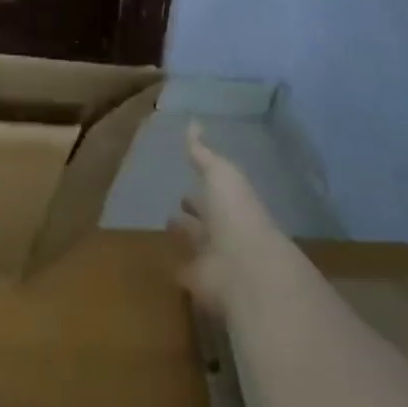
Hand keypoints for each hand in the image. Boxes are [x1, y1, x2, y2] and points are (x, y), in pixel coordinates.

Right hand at [171, 123, 289, 312]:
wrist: (244, 267)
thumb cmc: (235, 212)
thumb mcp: (220, 173)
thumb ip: (203, 152)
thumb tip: (193, 123)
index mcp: (232, 203)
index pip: (215, 192)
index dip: (203, 186)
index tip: (188, 182)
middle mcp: (225, 230)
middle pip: (207, 219)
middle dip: (195, 211)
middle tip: (176, 202)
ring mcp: (214, 258)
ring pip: (197, 244)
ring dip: (186, 237)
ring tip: (166, 226)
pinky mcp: (200, 283)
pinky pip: (186, 272)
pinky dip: (177, 267)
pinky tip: (163, 260)